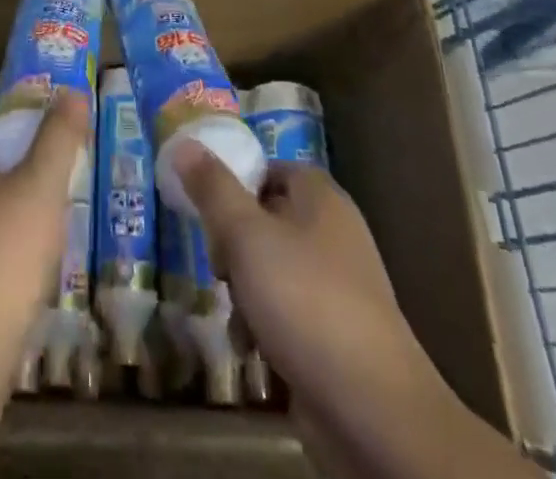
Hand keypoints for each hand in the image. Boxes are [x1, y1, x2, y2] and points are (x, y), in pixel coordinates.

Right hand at [178, 148, 541, 478]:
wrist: (373, 411)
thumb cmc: (304, 301)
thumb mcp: (245, 235)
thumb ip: (212, 189)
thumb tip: (183, 143)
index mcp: (320, 197)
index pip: (267, 169)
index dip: (234, 186)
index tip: (207, 213)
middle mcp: (333, 233)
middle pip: (264, 221)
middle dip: (232, 248)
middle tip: (220, 269)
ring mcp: (337, 286)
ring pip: (270, 270)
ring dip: (244, 294)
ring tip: (238, 320)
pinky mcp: (336, 335)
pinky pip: (287, 314)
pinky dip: (265, 328)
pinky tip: (253, 353)